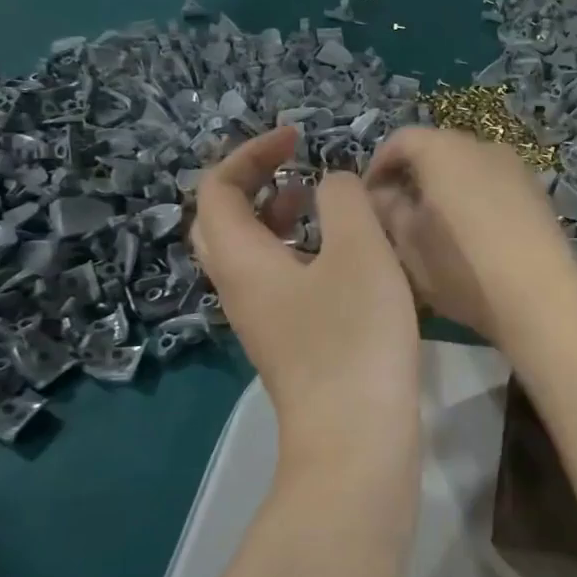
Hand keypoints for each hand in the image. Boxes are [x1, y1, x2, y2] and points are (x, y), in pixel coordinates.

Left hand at [192, 127, 420, 439]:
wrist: (356, 438)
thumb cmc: (355, 338)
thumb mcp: (359, 251)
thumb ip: (344, 199)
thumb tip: (332, 184)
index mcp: (242, 259)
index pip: (217, 188)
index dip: (251, 153)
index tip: (298, 138)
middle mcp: (239, 289)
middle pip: (220, 222)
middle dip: (254, 183)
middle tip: (296, 168)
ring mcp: (262, 320)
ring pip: (249, 253)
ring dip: (276, 217)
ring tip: (319, 201)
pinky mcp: (288, 343)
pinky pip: (276, 279)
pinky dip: (298, 250)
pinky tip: (342, 257)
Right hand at [365, 128, 576, 348]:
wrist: (540, 296)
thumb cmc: (463, 268)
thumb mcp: (410, 246)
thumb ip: (389, 211)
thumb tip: (383, 195)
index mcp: (444, 150)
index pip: (401, 140)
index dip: (378, 166)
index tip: (368, 199)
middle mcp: (482, 146)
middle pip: (437, 150)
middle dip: (413, 176)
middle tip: (397, 213)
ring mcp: (516, 167)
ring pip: (468, 168)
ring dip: (446, 188)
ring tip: (435, 226)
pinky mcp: (537, 191)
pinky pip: (494, 184)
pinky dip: (475, 198)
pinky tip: (473, 235)